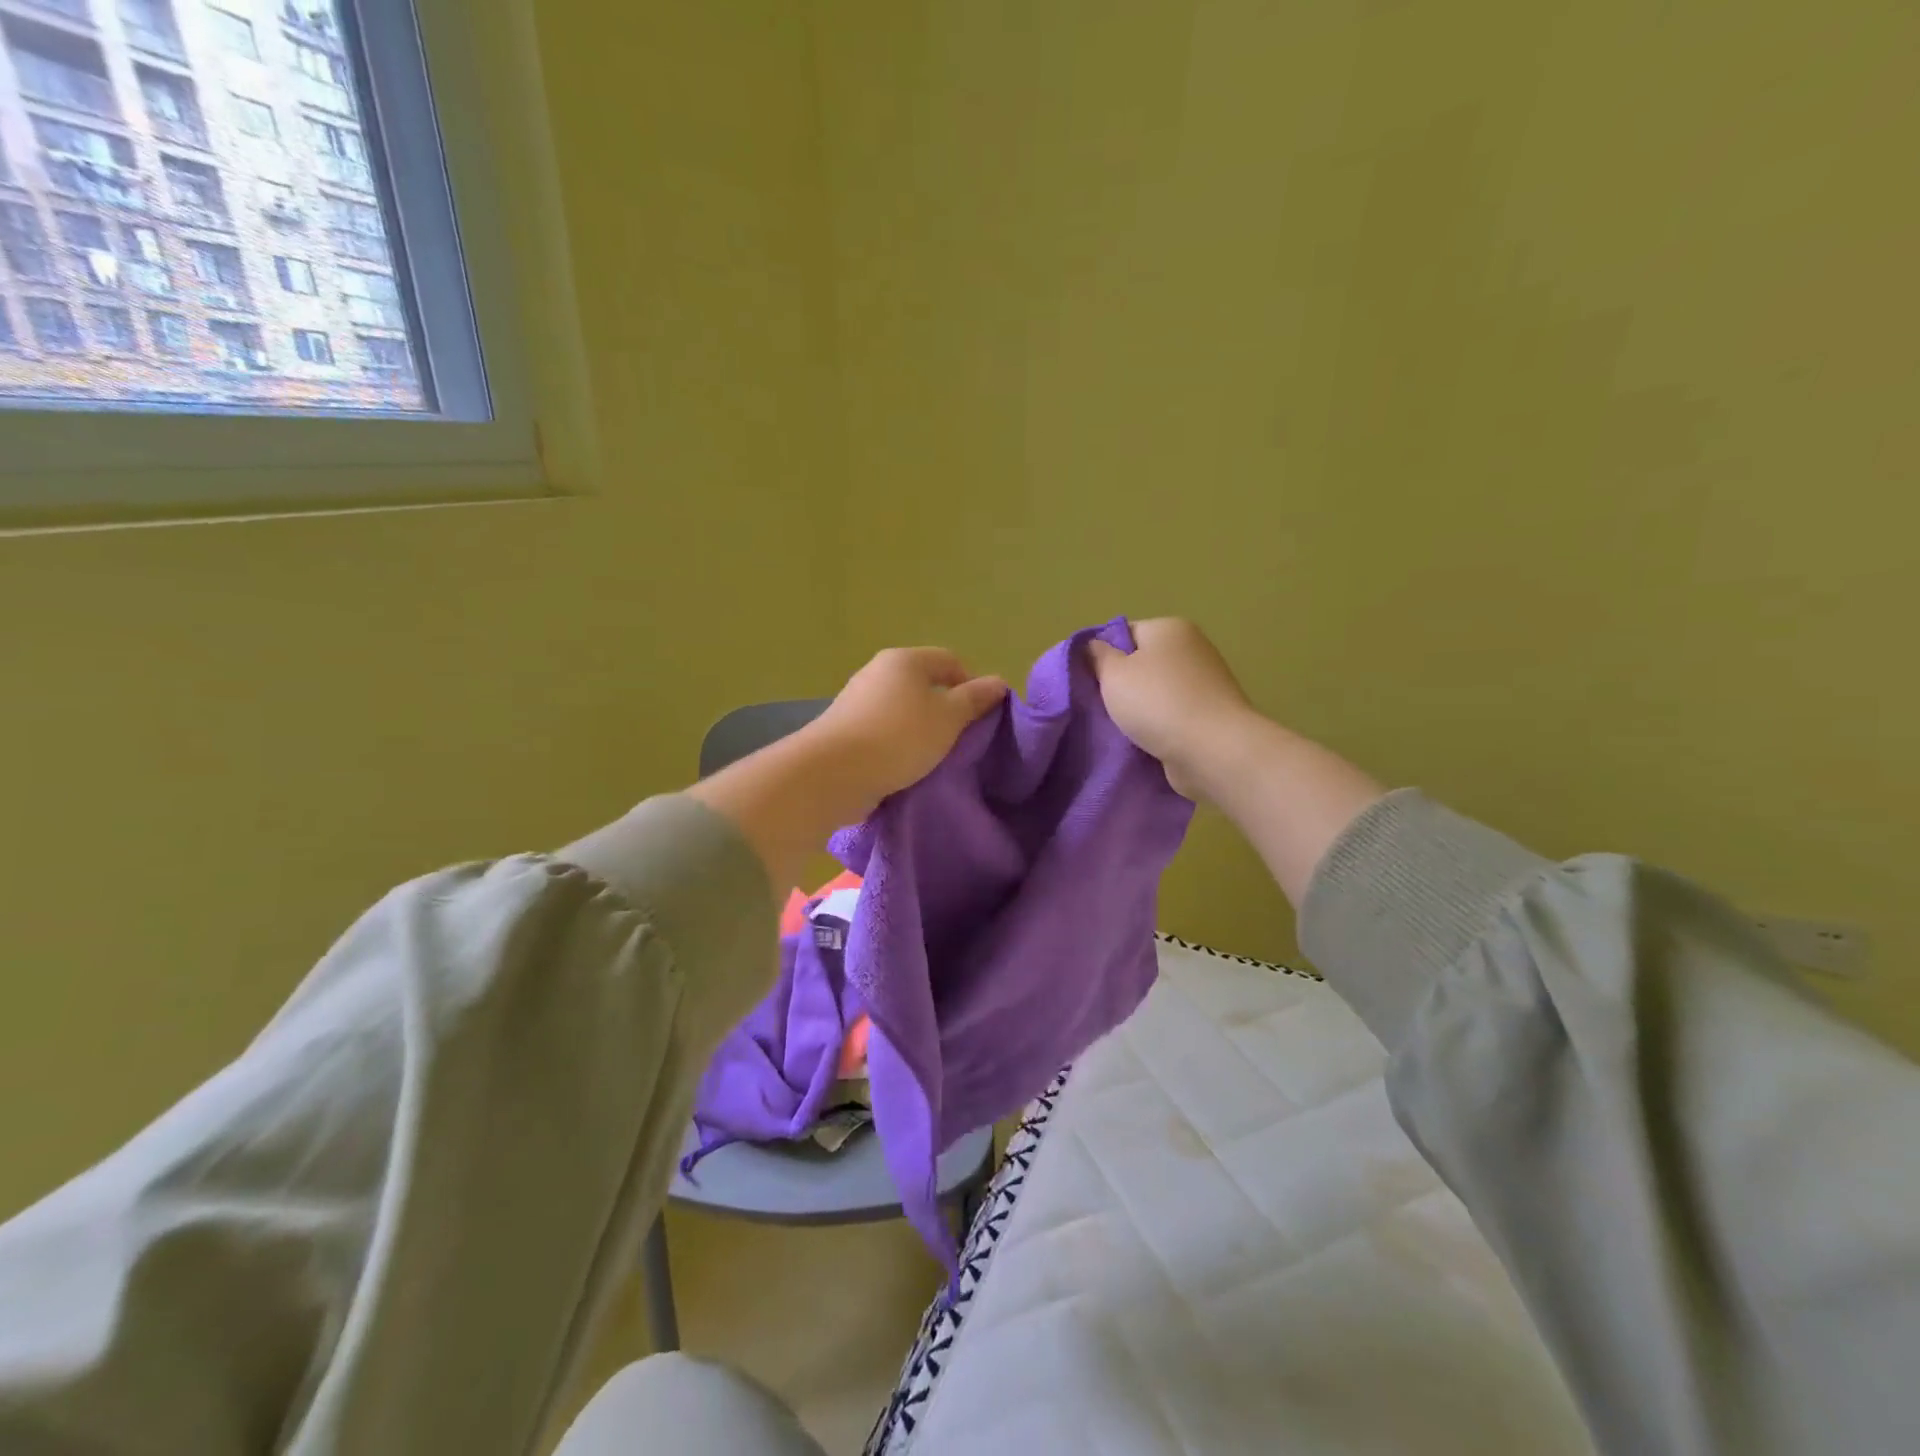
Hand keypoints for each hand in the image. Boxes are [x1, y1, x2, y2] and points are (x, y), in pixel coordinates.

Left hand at [806, 647, 1008, 808]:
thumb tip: (998, 682)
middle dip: (945, 708)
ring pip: (902, 709)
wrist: (833, 772)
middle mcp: (878, 671)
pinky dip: (898, 743)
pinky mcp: (844, 729)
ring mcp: (857, 700)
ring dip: (921, 729)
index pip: (949, 660)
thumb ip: (974, 700)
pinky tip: (905, 766)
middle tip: (962, 739)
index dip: (972, 683)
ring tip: (935, 757)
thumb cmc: (899, 737)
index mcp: (905, 660)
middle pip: (923, 684)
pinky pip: (882, 730)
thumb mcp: (948, 719)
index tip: (982, 716)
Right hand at [1087, 618, 1259, 798]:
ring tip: (1117, 729)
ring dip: (1137, 710)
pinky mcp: (1210, 715)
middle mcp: (1191, 649)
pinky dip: (1157, 727)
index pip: (1124, 633)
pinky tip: (1142, 742)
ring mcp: (1205, 683)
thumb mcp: (1113, 674)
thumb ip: (1097, 657)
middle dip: (1119, 686)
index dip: (1102, 656)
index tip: (1086, 682)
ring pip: (1155, 693)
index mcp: (1169, 629)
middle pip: (1141, 664)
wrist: (1212, 750)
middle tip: (1097, 707)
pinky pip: (1172, 716)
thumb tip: (1092, 647)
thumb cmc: (1157, 702)